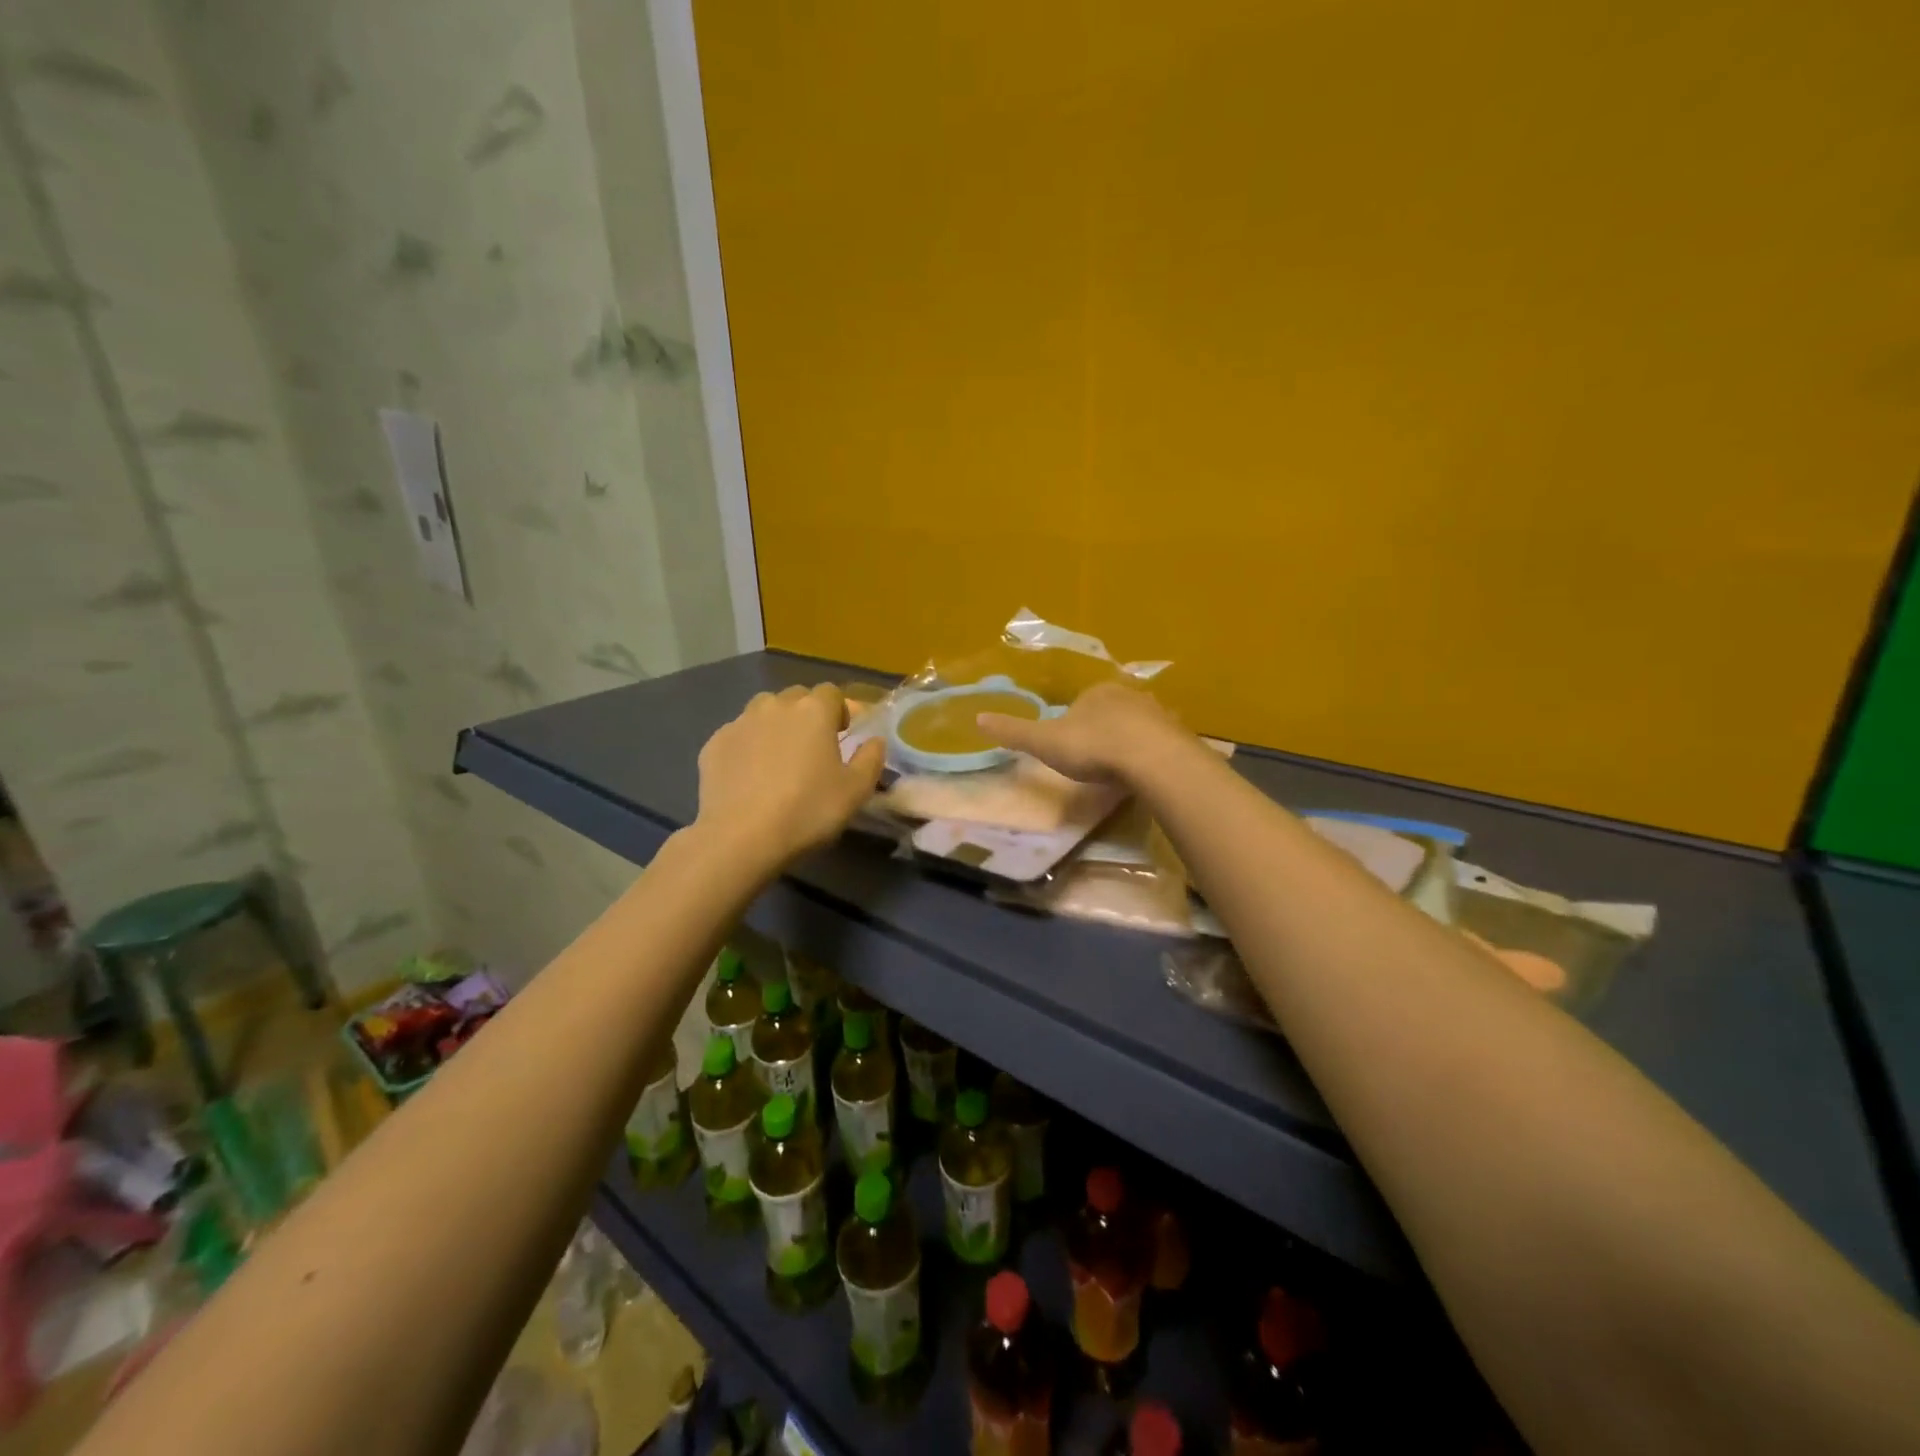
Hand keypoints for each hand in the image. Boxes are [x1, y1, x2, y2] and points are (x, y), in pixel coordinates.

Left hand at [696, 684, 885, 865]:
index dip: (839, 711)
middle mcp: (775, 706)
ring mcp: (740, 722)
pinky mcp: (714, 744)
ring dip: (775, 724)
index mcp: (813, 711)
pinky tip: (749, 775)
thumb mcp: (856, 791)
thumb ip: (871, 759)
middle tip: (812, 748)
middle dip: (807, 714)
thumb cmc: (807, 810)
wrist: (741, 837)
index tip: (842, 736)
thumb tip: (875, 740)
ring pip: (763, 710)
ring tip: (778, 757)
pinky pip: (738, 734)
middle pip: (796, 696)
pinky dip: (748, 746)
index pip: (832, 692)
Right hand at [976, 680, 1187, 784]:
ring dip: (1129, 742)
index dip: (1073, 725)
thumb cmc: (1093, 747)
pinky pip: (1160, 743)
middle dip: (1103, 731)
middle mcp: (1129, 695)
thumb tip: (977, 718)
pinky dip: (1151, 754)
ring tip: (1121, 769)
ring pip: (1138, 726)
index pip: (1080, 703)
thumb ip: (1014, 732)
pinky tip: (1145, 773)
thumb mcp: (1045, 742)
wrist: (1152, 760)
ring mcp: (1158, 713)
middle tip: (1096, 761)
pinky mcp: (1179, 735)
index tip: (1071, 749)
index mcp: (1096, 692)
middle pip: (1111, 712)